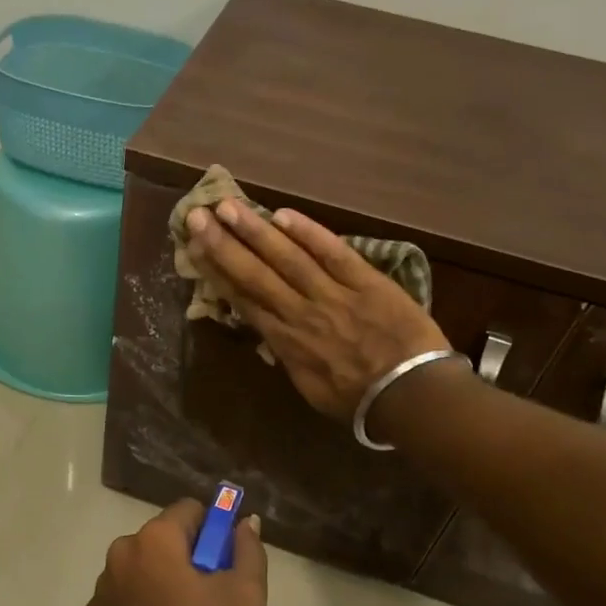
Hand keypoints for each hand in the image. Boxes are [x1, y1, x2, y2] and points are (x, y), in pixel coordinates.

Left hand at [84, 499, 267, 605]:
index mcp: (156, 538)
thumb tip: (245, 522)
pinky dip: (137, 603)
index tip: (220, 562)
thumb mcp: (245, 594)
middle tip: (203, 594)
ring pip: (141, 566)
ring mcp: (103, 583)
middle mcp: (123, 550)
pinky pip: (123, 594)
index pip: (189, 510)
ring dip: (157, 579)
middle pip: (162, 538)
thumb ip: (248, 550)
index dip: (210, 531)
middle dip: (183, 556)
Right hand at [185, 201, 450, 418]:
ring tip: (230, 206)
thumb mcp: (310, 388)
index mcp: (285, 342)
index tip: (194, 247)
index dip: (216, 271)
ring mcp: (333, 294)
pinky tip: (284, 214)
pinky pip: (333, 253)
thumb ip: (289, 356)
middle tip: (197, 215)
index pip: (243, 299)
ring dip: (256, 231)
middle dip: (223, 243)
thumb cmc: (359, 399)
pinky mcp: (366, 281)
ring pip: (288, 258)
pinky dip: (309, 233)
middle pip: (255, 273)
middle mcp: (300, 313)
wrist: (411, 395)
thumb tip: (270, 334)